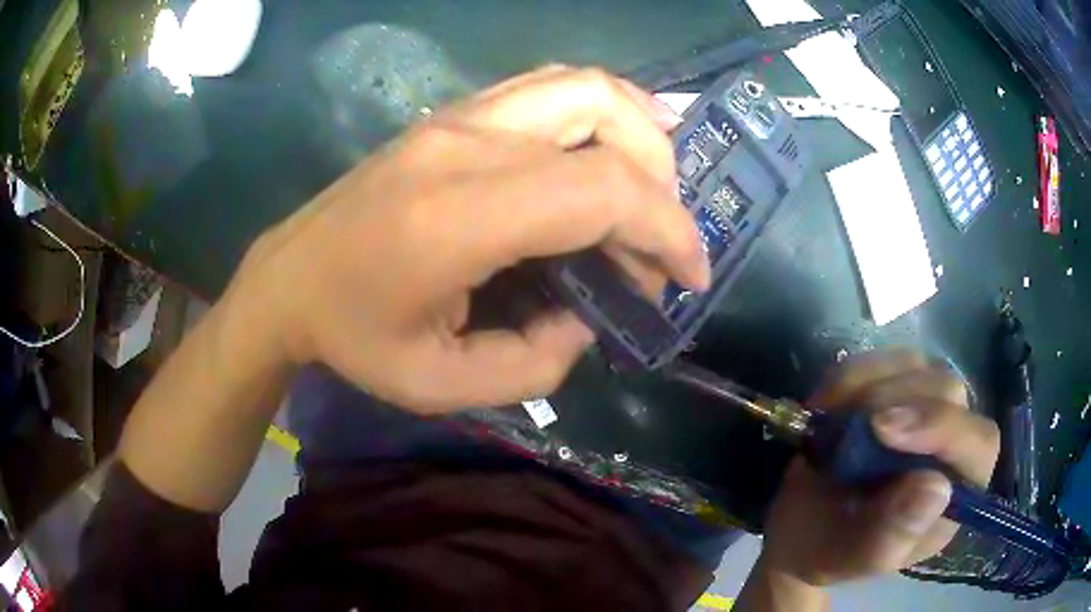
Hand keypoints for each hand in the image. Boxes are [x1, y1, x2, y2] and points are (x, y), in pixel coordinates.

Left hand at [224, 66, 708, 412]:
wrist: (289, 279)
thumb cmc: (354, 338)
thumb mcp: (443, 384)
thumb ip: (537, 361)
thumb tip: (590, 313)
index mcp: (455, 217)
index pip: (599, 190)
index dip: (666, 230)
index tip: (689, 277)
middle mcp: (463, 145)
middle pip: (604, 119)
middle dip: (661, 184)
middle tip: (659, 244)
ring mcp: (457, 117)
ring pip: (582, 86)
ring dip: (639, 132)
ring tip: (652, 190)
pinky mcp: (453, 114)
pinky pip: (549, 87)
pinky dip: (602, 111)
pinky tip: (613, 149)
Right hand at [760, 350, 1000, 585]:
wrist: (801, 530)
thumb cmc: (832, 552)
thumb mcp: (855, 560)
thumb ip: (894, 535)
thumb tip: (936, 487)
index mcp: (958, 492)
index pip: (979, 443)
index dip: (943, 428)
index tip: (885, 430)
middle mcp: (951, 442)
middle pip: (949, 392)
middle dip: (899, 404)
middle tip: (850, 428)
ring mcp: (925, 406)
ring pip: (916, 366)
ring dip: (869, 388)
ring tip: (832, 428)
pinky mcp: (895, 385)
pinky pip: (880, 359)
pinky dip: (849, 378)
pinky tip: (827, 408)